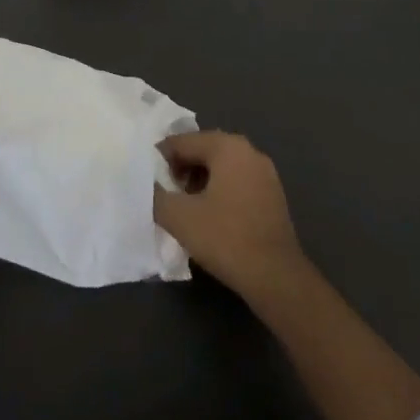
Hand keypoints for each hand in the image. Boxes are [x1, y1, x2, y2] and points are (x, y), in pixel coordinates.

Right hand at [153, 130, 305, 297]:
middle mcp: (249, 151)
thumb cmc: (226, 238)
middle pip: (203, 149)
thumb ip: (155, 194)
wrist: (276, 278)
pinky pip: (237, 181)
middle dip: (181, 168)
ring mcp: (265, 173)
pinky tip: (210, 216)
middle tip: (166, 193)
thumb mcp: (179, 217)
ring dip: (199, 180)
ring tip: (186, 207)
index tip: (147, 179)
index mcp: (227, 147)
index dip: (160, 158)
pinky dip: (219, 190)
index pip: (183, 141)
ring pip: (221, 166)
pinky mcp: (273, 195)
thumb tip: (143, 182)